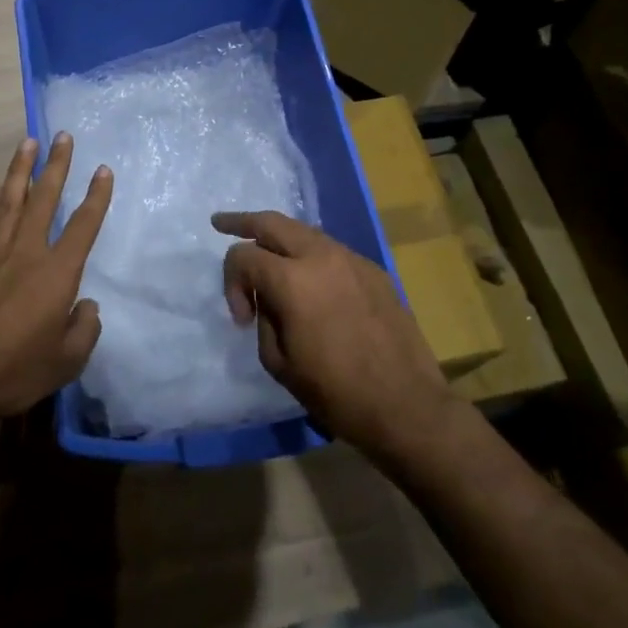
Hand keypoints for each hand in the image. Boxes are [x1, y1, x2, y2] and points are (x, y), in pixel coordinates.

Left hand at [0, 134, 112, 432]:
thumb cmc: (11, 372)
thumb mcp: (65, 363)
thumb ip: (84, 331)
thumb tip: (87, 306)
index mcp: (56, 274)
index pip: (83, 226)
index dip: (96, 196)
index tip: (103, 170)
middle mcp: (25, 252)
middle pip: (44, 198)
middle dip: (56, 165)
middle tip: (63, 135)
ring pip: (10, 201)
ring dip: (20, 170)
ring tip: (28, 143)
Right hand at [216, 210, 457, 458]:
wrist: (406, 405)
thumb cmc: (336, 392)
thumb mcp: (279, 362)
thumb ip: (264, 319)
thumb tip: (268, 301)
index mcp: (292, 280)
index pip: (243, 255)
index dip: (231, 283)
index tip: (243, 318)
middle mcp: (321, 257)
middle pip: (272, 222)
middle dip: (243, 221)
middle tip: (222, 223)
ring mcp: (352, 259)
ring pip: (305, 232)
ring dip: (281, 239)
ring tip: (267, 253)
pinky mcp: (374, 271)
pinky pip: (332, 251)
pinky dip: (311, 256)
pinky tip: (311, 280)